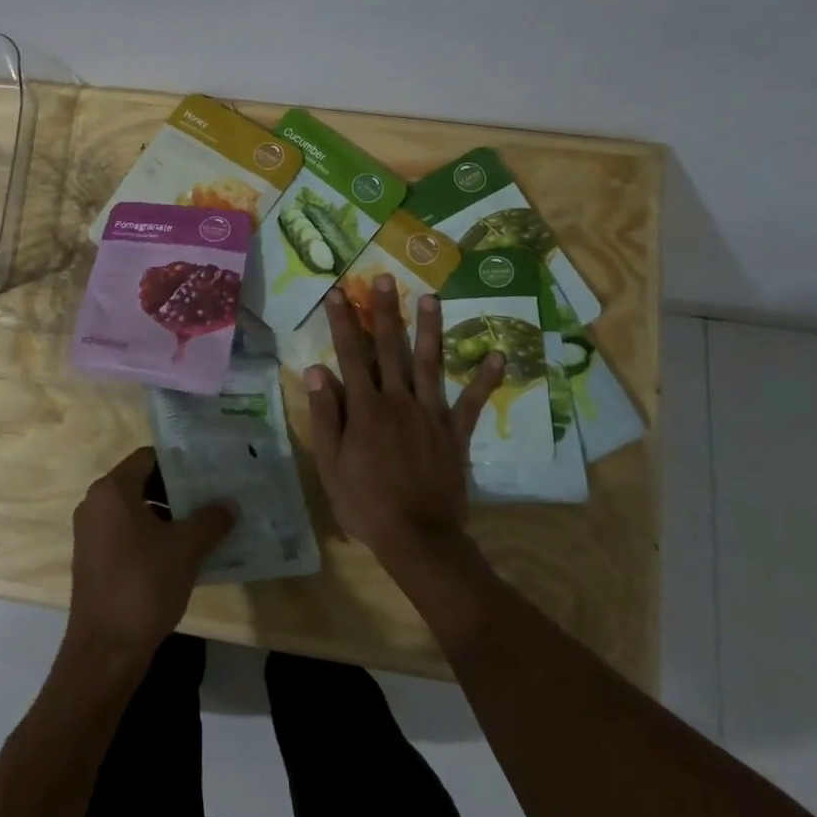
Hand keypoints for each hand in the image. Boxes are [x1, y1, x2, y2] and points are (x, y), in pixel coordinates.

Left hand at [66, 449, 235, 665]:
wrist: (105, 651)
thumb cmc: (143, 585)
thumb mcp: (186, 549)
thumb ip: (211, 520)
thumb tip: (231, 504)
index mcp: (112, 490)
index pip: (148, 457)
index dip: (178, 462)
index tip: (207, 470)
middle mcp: (95, 504)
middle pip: (140, 482)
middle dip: (176, 490)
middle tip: (211, 496)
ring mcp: (90, 534)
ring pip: (134, 510)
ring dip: (166, 514)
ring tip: (202, 524)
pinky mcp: (92, 560)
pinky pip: (125, 533)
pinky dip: (151, 535)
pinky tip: (180, 554)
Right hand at [305, 276, 506, 566]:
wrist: (418, 537)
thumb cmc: (366, 502)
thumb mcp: (331, 464)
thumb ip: (325, 415)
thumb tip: (317, 370)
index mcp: (365, 407)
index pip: (351, 354)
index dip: (343, 322)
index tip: (337, 293)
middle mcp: (399, 400)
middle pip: (391, 348)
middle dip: (386, 311)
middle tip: (385, 279)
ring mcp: (431, 413)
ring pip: (429, 363)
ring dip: (430, 329)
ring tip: (431, 297)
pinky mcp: (455, 431)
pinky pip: (472, 401)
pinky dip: (485, 379)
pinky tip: (499, 355)